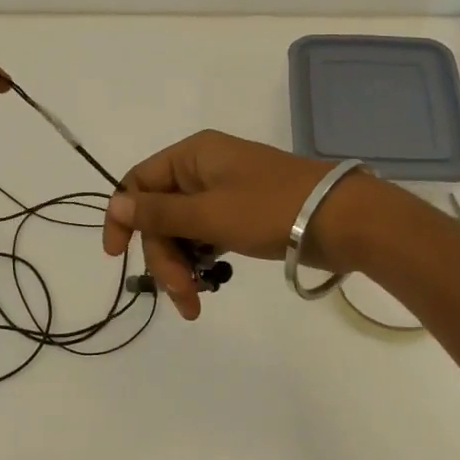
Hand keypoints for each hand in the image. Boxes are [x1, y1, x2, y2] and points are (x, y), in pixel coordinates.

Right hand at [102, 130, 389, 319]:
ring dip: (183, 266)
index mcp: (193, 156)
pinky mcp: (243, 215)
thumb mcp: (209, 213)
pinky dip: (203, 261)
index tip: (116, 257)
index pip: (138, 182)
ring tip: (196, 303)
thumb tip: (117, 204)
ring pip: (184, 230)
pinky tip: (210, 285)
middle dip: (164, 257)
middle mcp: (204, 169)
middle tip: (182, 295)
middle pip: (162, 214)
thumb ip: (160, 213)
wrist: (343, 220)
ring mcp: (225, 193)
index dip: (123, 218)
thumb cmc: (270, 209)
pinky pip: (207, 236)